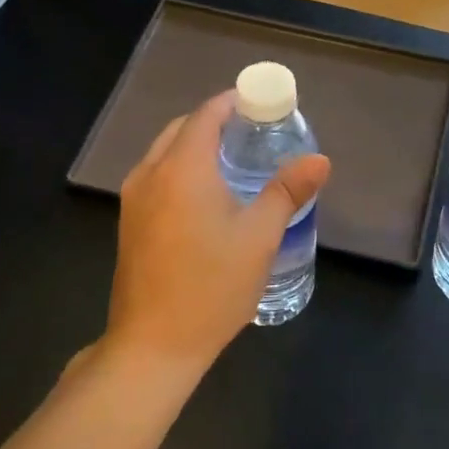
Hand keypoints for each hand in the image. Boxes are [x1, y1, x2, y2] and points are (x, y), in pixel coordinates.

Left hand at [106, 91, 330, 371]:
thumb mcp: (259, 237)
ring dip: (196, 145)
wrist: (153, 345)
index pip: (206, 115)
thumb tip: (319, 159)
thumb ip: (288, 191)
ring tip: (234, 160)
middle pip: (182, 129)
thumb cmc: (211, 286)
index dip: (233, 103)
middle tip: (253, 132)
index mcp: (182, 168)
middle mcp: (150, 174)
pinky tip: (206, 195)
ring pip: (165, 152)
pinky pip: (156, 175)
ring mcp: (134, 199)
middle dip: (215, 122)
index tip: (262, 104)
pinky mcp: (129, 223)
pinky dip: (180, 168)